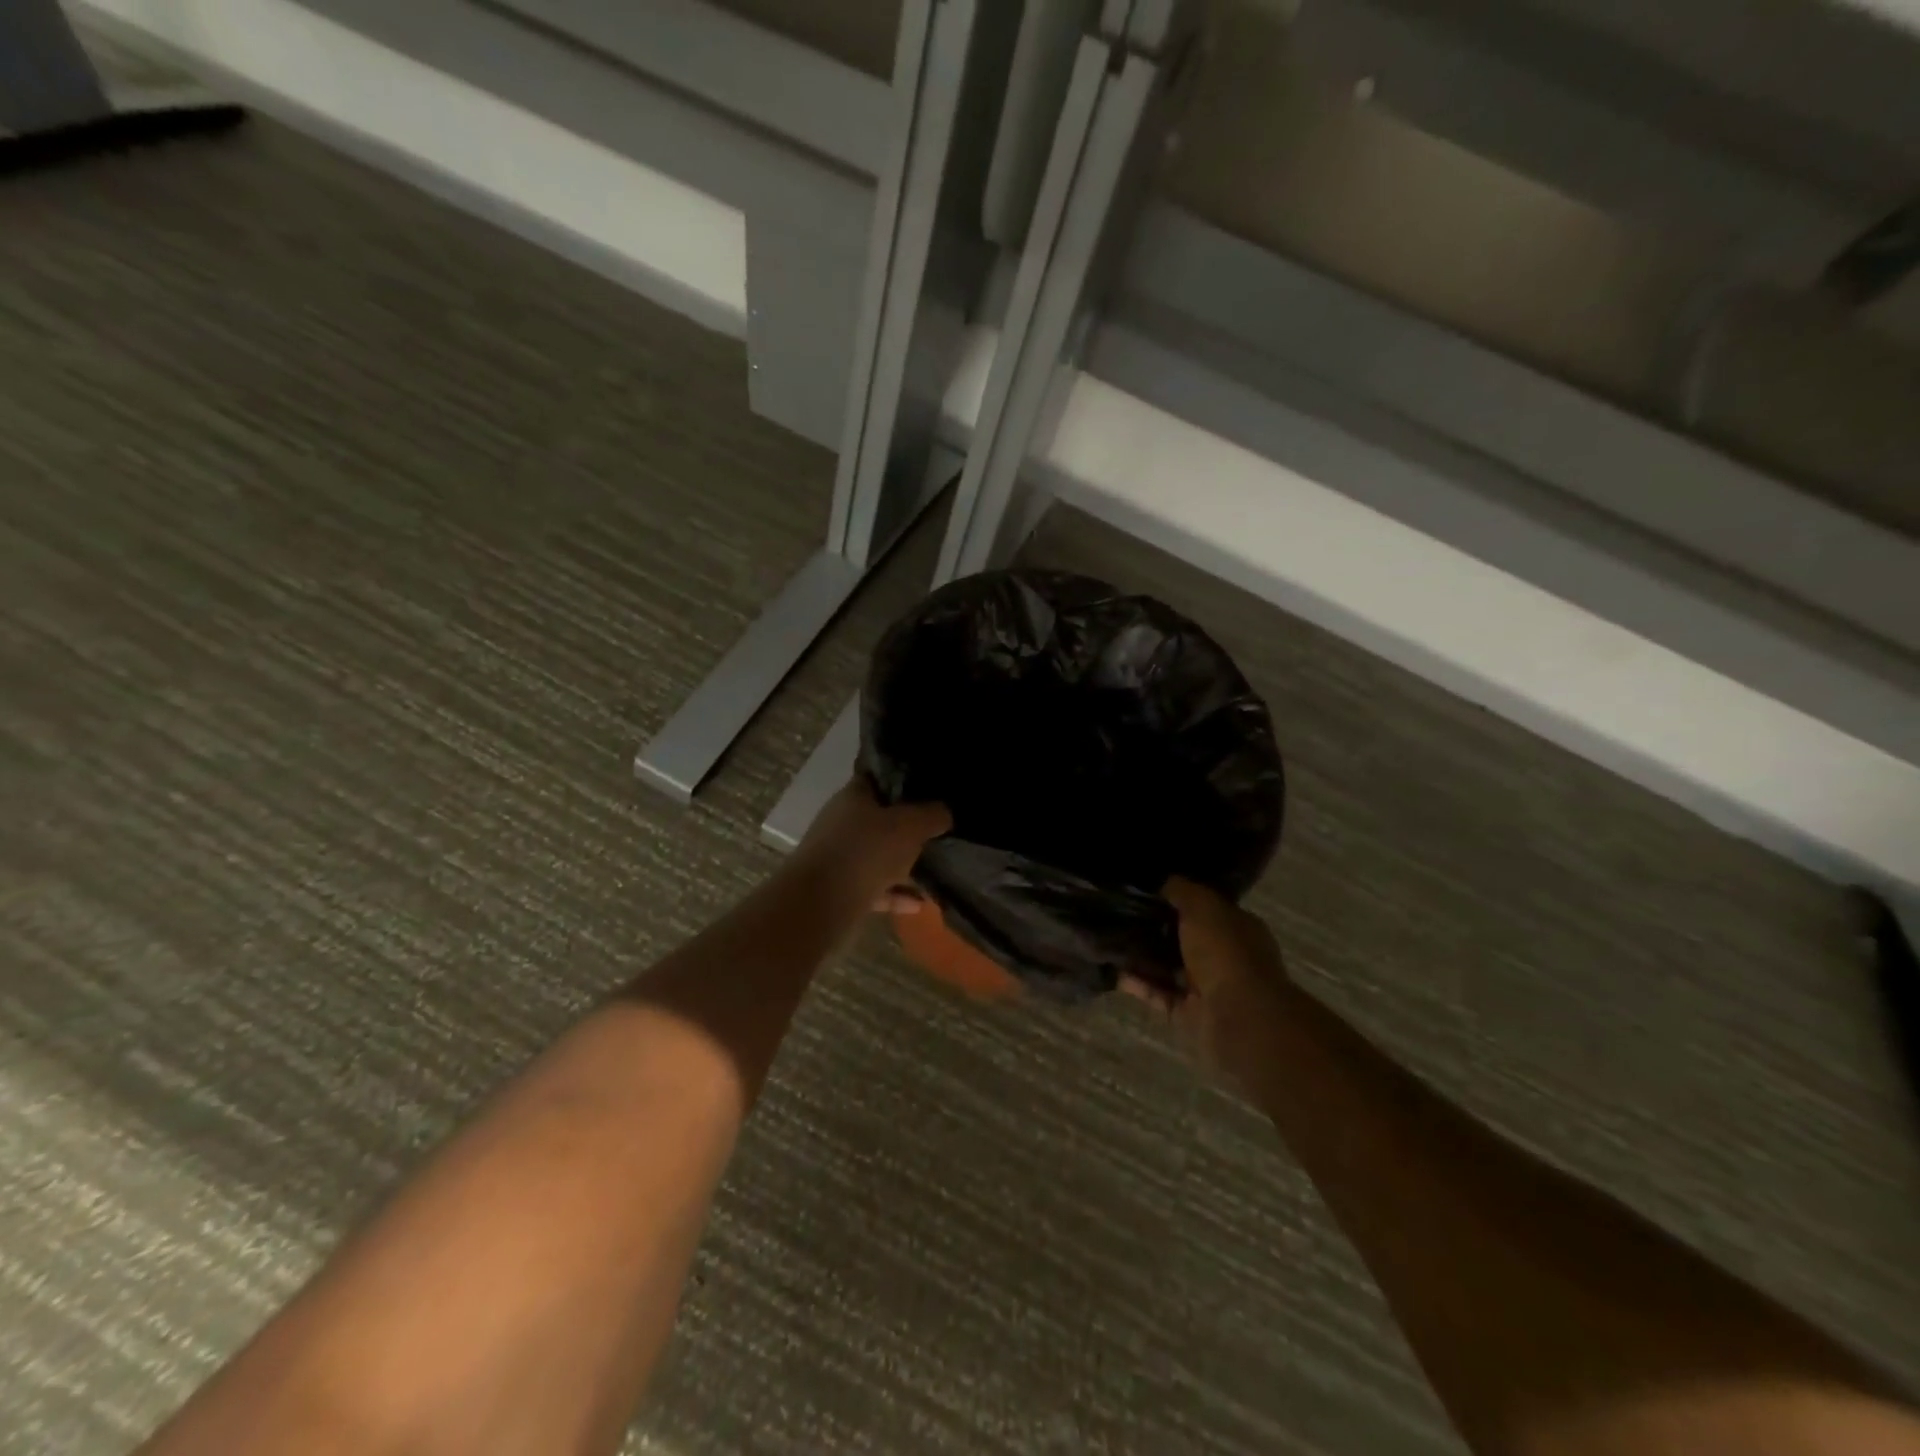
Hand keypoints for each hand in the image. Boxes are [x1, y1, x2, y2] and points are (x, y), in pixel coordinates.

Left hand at [796, 779, 949, 906]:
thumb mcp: (910, 825)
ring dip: (904, 865)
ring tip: (936, 871)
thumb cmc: (866, 851)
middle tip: (940, 831)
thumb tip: (945, 812)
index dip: (905, 781)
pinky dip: (896, 894)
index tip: (932, 788)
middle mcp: (843, 823)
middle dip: (909, 827)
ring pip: (878, 857)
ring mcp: (839, 858)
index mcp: (854, 796)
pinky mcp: (840, 891)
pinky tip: (920, 904)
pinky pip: (875, 888)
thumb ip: (932, 815)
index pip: (879, 779)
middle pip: (881, 820)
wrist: (820, 905)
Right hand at [1128, 878, 1289, 1072]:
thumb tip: (1166, 883)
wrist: (1239, 1018)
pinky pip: (1158, 993)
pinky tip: (1113, 969)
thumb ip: (1183, 891)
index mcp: (1237, 928)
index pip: (1206, 909)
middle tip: (1120, 915)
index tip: (1146, 891)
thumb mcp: (1203, 906)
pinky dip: (1138, 983)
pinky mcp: (1188, 1014)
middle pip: (1184, 939)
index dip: (1179, 899)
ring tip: (1110, 940)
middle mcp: (1224, 957)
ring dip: (1143, 957)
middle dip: (1155, 929)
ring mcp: (1206, 987)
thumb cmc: (1226, 953)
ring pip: (1168, 967)